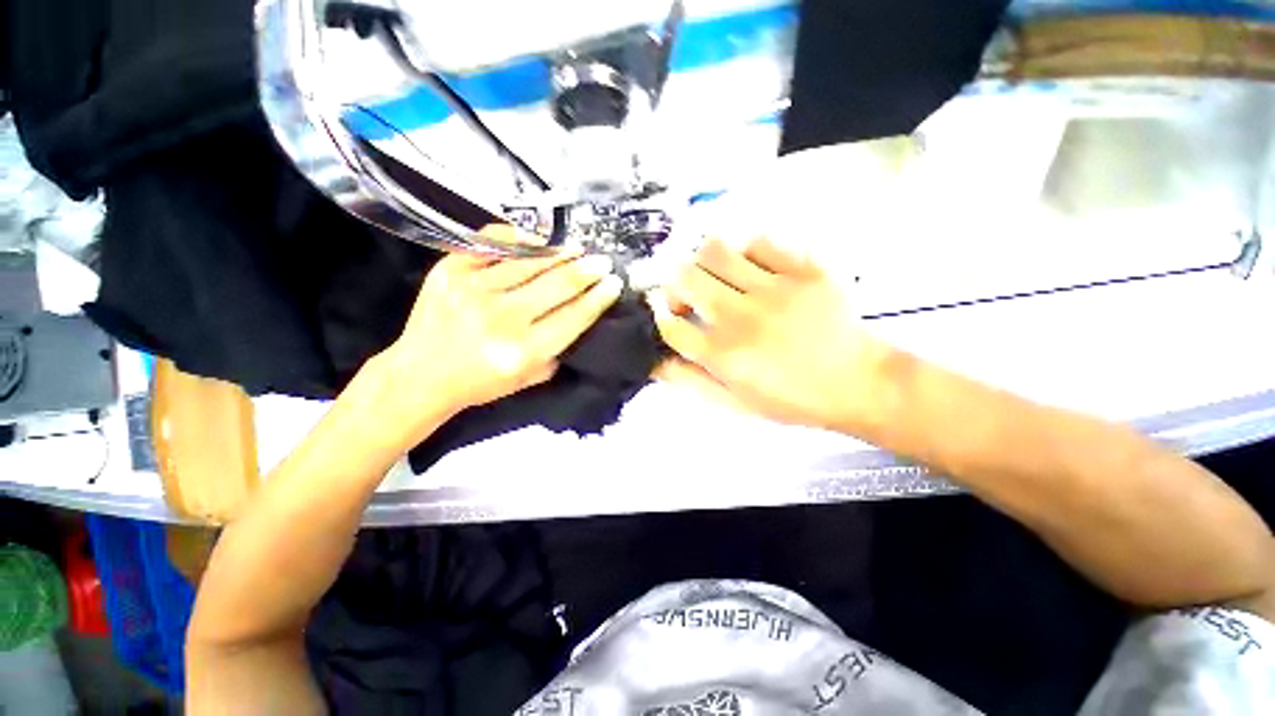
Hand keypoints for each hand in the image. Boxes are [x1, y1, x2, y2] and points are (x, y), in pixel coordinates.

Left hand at [378, 226, 622, 429]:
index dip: (598, 297)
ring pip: (530, 261)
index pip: (574, 316)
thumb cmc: (481, 382)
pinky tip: (538, 239)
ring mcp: (474, 289)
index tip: (614, 283)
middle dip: (587, 271)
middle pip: (558, 285)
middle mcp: (502, 318)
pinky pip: (492, 243)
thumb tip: (578, 313)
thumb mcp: (530, 378)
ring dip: (560, 253)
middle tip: (603, 261)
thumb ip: (557, 350)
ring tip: (577, 250)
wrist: (421, 374)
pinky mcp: (450, 270)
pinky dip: (519, 237)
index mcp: (524, 351)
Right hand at [649, 237, 887, 431]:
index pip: (670, 324)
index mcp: (724, 356)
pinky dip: (744, 252)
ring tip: (716, 276)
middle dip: (675, 285)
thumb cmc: (791, 399)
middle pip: (685, 278)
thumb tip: (652, 360)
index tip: (670, 316)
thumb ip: (689, 381)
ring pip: (715, 251)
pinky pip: (759, 242)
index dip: (661, 316)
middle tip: (688, 295)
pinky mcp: (804, 270)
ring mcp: (774, 290)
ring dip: (704, 263)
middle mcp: (742, 319)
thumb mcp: (734, 403)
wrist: (858, 383)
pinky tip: (750, 269)